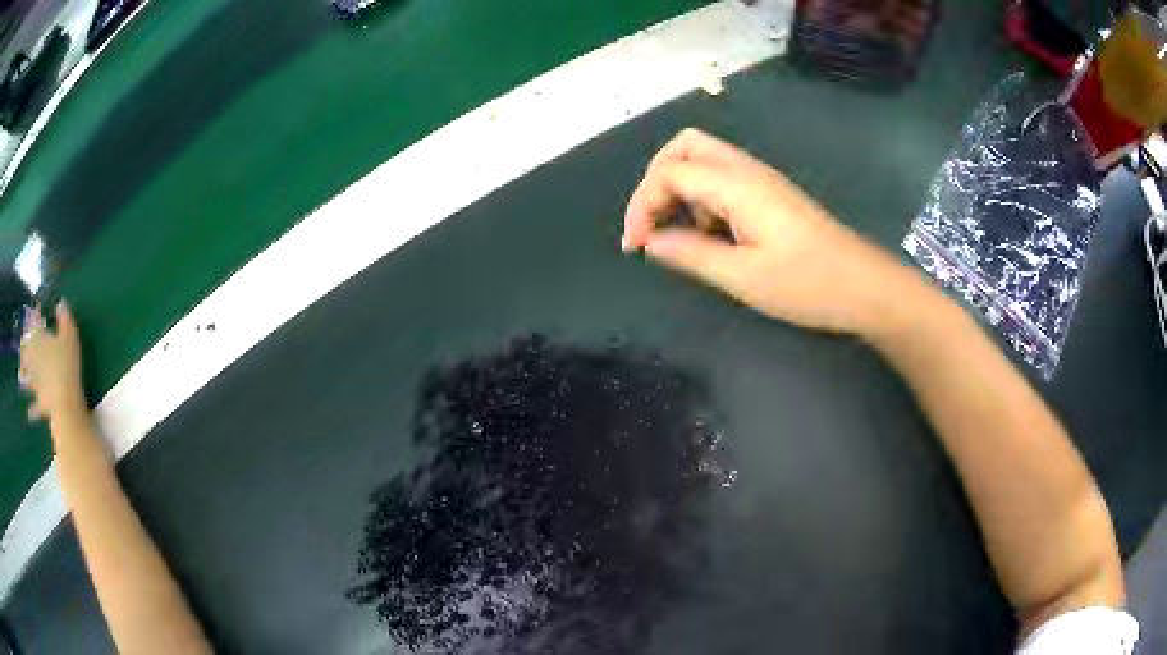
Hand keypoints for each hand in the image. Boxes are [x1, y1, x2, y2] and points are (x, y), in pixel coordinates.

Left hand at [20, 301, 86, 423]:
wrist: (64, 404)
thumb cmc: (66, 365)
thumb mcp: (70, 337)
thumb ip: (65, 319)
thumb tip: (60, 303)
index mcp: (38, 340)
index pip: (34, 325)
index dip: (35, 317)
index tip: (35, 311)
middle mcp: (33, 359)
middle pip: (25, 351)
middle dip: (24, 348)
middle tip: (22, 345)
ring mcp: (35, 383)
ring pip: (26, 378)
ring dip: (23, 377)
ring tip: (21, 378)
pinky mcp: (40, 403)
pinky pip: (34, 407)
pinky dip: (31, 409)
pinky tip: (28, 413)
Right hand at [622, 129, 914, 334]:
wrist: (864, 286)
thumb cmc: (808, 284)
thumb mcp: (743, 277)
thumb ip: (691, 254)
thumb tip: (652, 242)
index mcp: (737, 184)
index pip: (669, 173)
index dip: (642, 205)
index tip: (636, 247)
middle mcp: (746, 170)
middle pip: (684, 147)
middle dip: (656, 180)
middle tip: (652, 223)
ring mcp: (761, 179)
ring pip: (702, 160)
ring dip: (679, 191)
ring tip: (681, 236)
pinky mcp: (770, 194)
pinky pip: (722, 180)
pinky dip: (701, 200)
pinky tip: (710, 236)